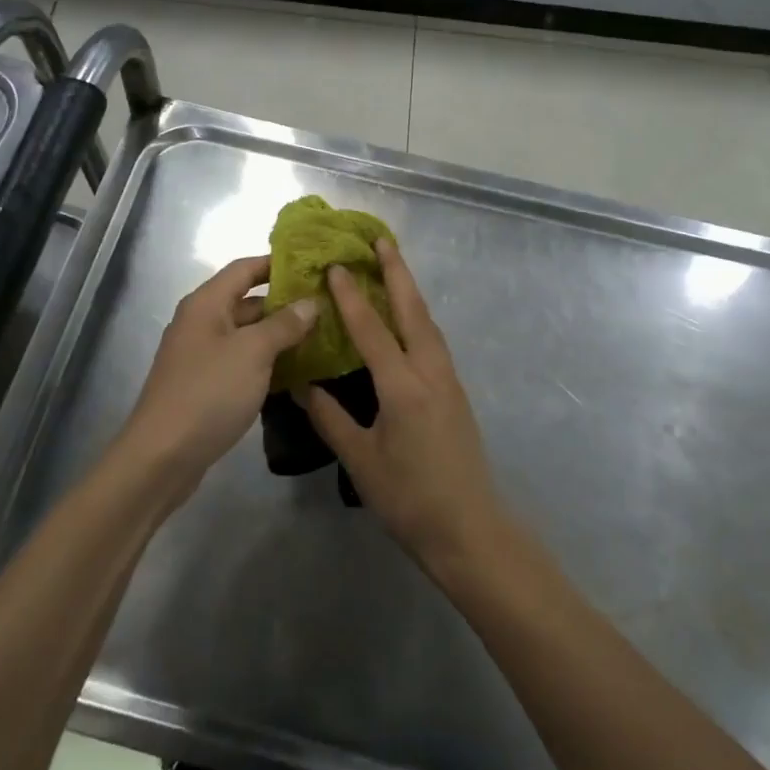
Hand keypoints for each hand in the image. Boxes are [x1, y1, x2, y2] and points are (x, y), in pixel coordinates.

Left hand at [113, 256, 317, 499]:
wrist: (163, 456)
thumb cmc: (209, 393)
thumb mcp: (253, 352)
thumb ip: (284, 324)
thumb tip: (310, 302)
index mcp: (206, 304)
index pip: (245, 268)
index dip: (278, 263)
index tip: (314, 265)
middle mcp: (202, 322)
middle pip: (247, 301)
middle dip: (286, 302)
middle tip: (327, 305)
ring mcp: (202, 355)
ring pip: (247, 334)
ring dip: (280, 334)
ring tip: (322, 335)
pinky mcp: (206, 385)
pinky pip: (242, 361)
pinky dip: (267, 361)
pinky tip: (297, 370)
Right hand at [301, 240, 507, 569]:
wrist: (468, 529)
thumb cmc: (409, 498)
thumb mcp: (360, 460)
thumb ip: (330, 417)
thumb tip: (301, 384)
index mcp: (403, 387)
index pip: (373, 330)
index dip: (352, 297)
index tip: (336, 265)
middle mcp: (431, 373)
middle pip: (414, 311)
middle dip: (398, 272)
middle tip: (381, 240)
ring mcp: (449, 381)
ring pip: (428, 324)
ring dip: (410, 292)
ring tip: (393, 268)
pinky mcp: (455, 393)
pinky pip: (434, 342)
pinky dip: (417, 318)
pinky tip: (406, 320)